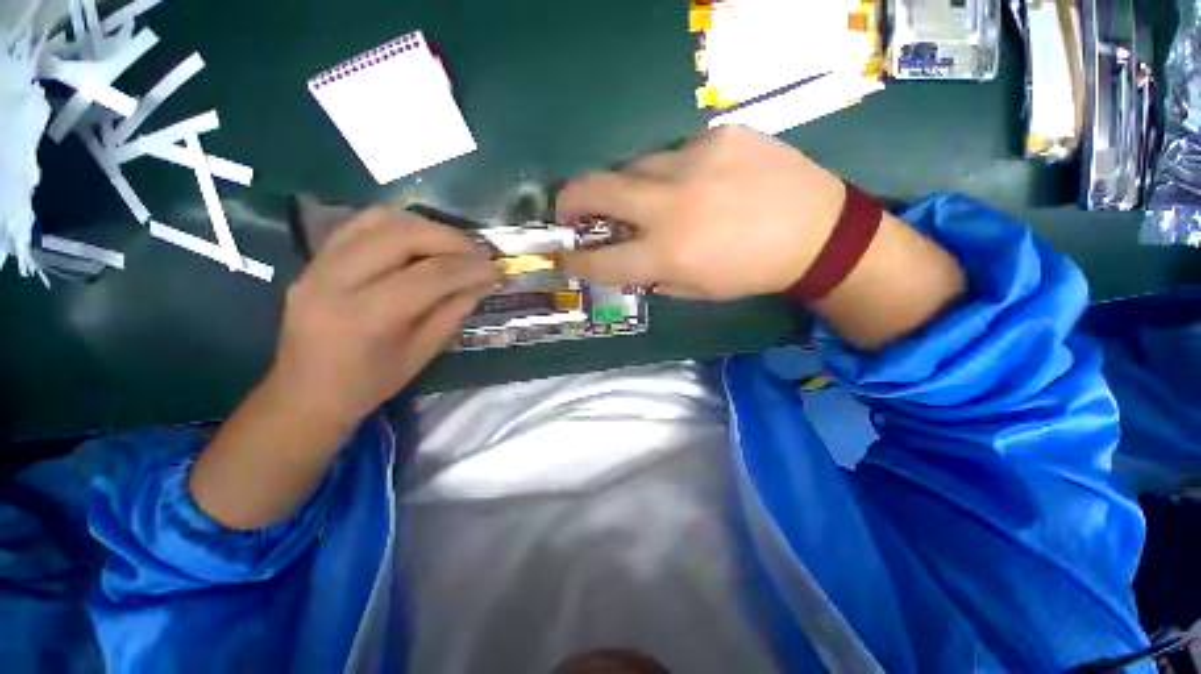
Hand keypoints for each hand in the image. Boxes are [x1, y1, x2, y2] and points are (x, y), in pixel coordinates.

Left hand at [268, 208, 500, 428]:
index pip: (429, 276)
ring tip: (454, 244)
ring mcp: (318, 264)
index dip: (470, 269)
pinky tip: (421, 239)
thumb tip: (484, 282)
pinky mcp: (314, 259)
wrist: (305, 392)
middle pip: (402, 236)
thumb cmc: (370, 383)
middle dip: (451, 239)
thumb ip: (453, 311)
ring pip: (379, 220)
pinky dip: (399, 225)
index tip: (498, 271)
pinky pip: (360, 224)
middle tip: (480, 252)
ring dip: (427, 226)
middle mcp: (335, 281)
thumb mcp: (422, 353)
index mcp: (366, 317)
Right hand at [556, 126, 846, 299]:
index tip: (566, 256)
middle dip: (572, 200)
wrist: (816, 231)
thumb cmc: (751, 273)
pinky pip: (676, 154)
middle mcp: (671, 206)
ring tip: (646, 198)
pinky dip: (674, 172)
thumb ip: (654, 276)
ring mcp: (694, 162)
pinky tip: (700, 183)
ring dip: (629, 186)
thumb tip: (627, 260)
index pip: (601, 259)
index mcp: (668, 254)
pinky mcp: (718, 135)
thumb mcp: (697, 291)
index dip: (577, 260)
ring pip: (634, 167)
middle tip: (567, 207)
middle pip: (598, 190)